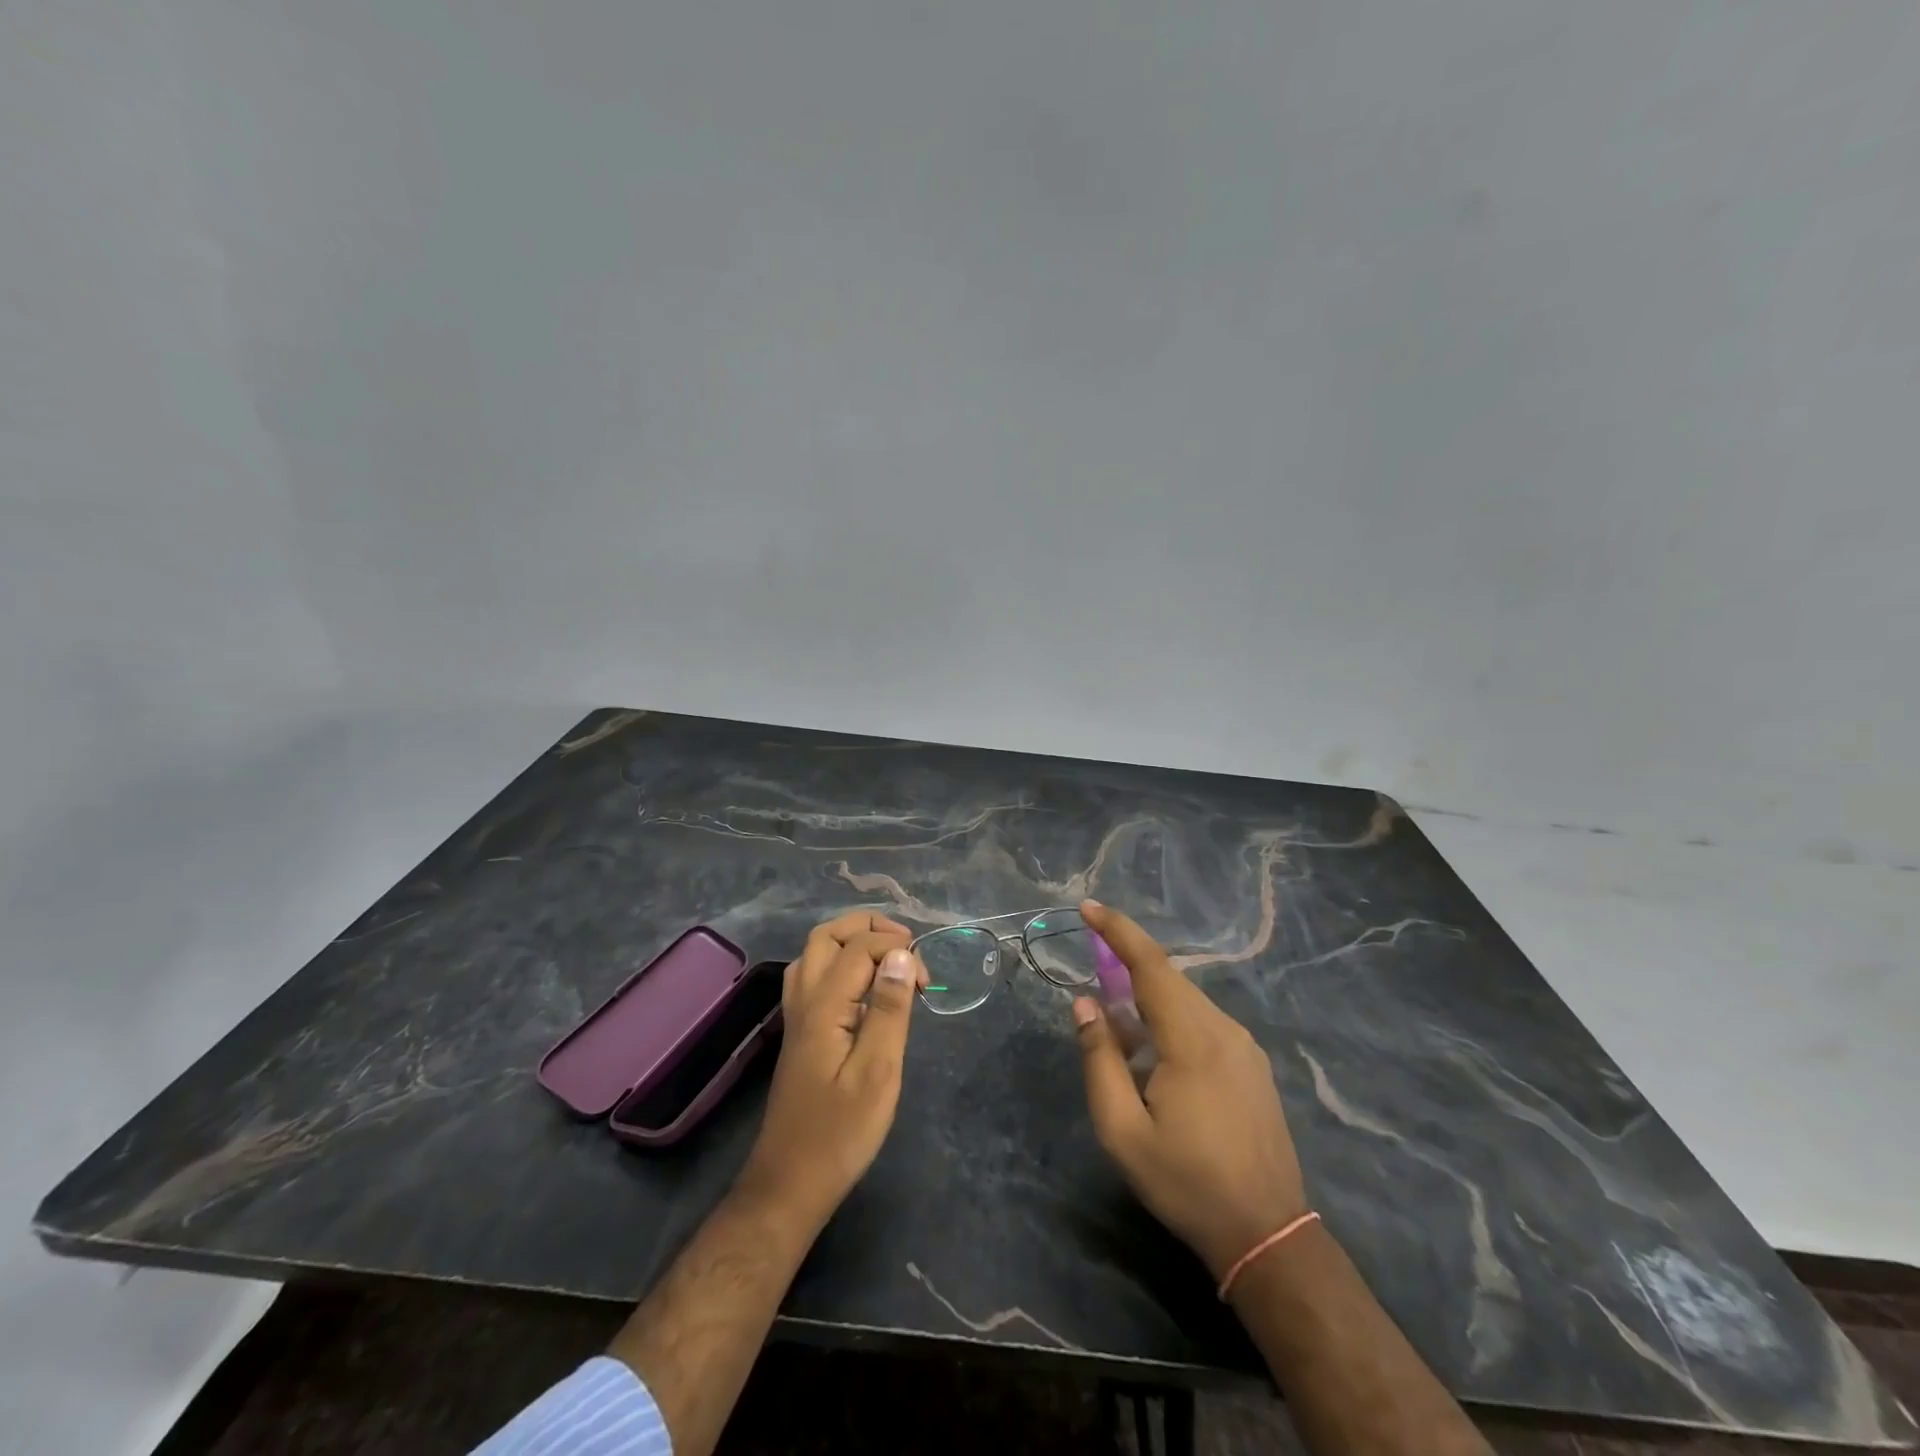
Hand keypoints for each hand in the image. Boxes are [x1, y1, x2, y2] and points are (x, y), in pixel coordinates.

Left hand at [737, 911, 921, 1229]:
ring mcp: (796, 1016)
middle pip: (826, 935)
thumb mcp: (878, 1072)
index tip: (927, 981)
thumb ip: (889, 1009)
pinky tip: (864, 989)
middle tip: (905, 944)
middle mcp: (804, 1000)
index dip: (898, 949)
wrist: (790, 1183)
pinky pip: (814, 976)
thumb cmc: (840, 1132)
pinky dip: (841, 963)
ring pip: (815, 953)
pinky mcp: (800, 1033)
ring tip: (888, 957)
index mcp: (824, 1005)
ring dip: (851, 941)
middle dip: (868, 927)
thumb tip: (901, 955)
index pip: (859, 947)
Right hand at [1072, 900, 1308, 1279]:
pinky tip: (1156, 1053)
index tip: (1088, 907)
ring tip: (1121, 1028)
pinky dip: (1172, 1018)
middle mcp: (1224, 1029)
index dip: (1118, 930)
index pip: (1151, 965)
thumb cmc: (1187, 1183)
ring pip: (1187, 1000)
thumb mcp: (1123, 1130)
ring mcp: (1245, 1046)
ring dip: (1149, 997)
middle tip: (1093, 970)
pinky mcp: (1253, 1065)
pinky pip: (1204, 1021)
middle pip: (1170, 978)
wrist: (1268, 1235)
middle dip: (1128, 962)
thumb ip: (1099, 1059)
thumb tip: (1084, 1004)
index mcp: (1192, 1039)